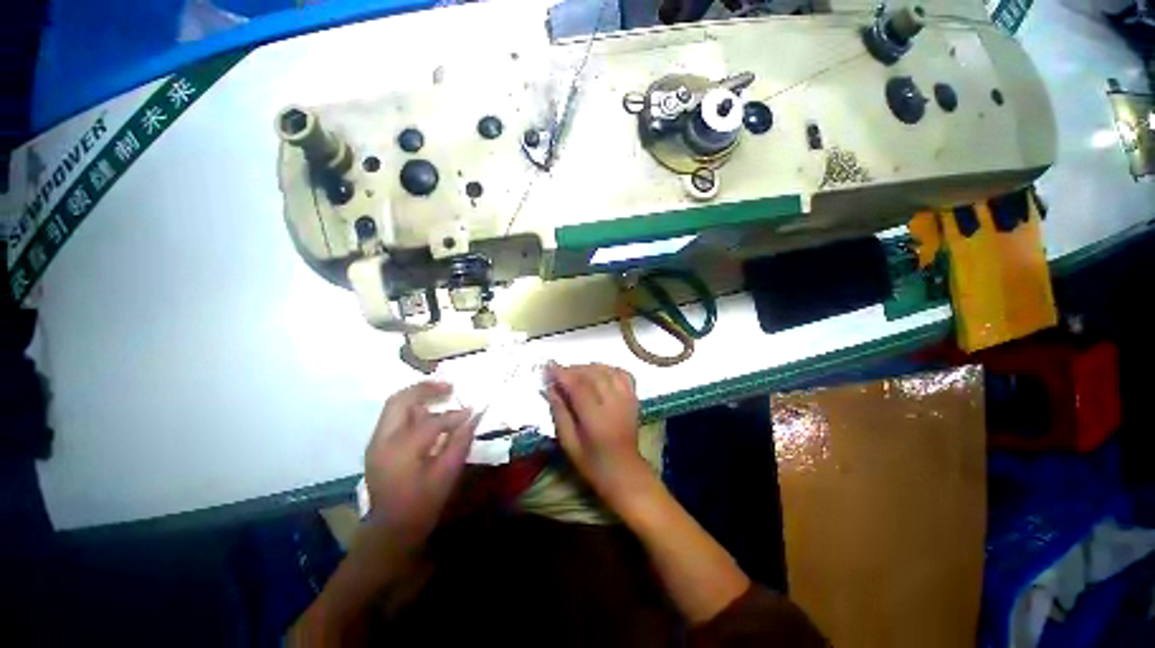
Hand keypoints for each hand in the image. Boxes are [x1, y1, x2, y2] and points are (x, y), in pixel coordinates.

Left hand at [363, 382, 475, 557]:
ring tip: (441, 393)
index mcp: (401, 450)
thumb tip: (473, 417)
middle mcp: (383, 440)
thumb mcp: (446, 476)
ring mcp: (376, 442)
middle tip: (449, 386)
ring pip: (394, 406)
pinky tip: (429, 411)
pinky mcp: (377, 446)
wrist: (389, 530)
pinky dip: (412, 408)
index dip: (455, 415)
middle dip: (426, 388)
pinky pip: (394, 417)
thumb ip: (459, 443)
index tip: (472, 411)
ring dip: (418, 396)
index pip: (432, 422)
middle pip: (400, 400)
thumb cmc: (421, 505)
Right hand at [545, 362, 648, 505]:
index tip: (547, 366)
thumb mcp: (568, 443)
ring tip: (575, 372)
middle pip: (593, 374)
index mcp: (595, 418)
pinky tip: (598, 373)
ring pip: (607, 371)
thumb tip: (549, 388)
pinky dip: (608, 369)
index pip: (578, 386)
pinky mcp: (634, 398)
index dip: (562, 373)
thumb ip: (559, 412)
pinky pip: (622, 374)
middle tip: (558, 372)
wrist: (625, 472)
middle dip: (573, 369)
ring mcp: (626, 399)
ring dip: (589, 367)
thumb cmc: (592, 463)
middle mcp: (613, 403)